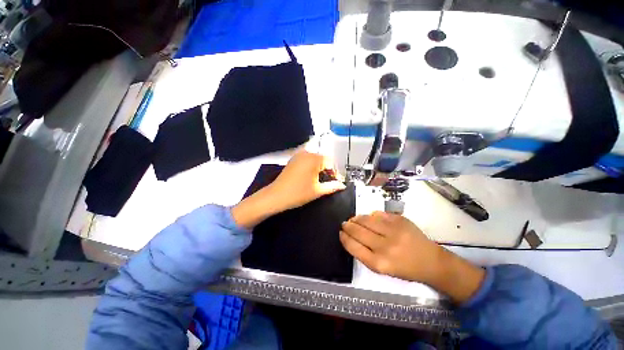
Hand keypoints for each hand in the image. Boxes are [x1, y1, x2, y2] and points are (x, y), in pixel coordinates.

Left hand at [232, 150, 344, 228]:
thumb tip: (342, 185)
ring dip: (320, 168)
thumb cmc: (298, 193)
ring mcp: (299, 155)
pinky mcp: (293, 159)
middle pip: (323, 159)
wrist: (276, 196)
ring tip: (321, 180)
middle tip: (330, 182)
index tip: (337, 182)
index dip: (336, 173)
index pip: (331, 162)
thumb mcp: (318, 191)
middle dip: (328, 170)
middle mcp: (307, 153)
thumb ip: (332, 186)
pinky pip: (307, 160)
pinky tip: (311, 176)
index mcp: (314, 159)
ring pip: (315, 159)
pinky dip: (312, 166)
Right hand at [340, 211, 442, 282]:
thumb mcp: (382, 269)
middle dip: (347, 226)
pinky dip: (370, 215)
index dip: (344, 238)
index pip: (354, 247)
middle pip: (358, 232)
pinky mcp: (400, 220)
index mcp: (379, 263)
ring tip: (353, 219)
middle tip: (344, 224)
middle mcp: (385, 247)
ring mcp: (393, 231)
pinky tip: (368, 217)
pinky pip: (378, 214)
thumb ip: (365, 254)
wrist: (431, 261)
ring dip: (356, 218)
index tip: (340, 233)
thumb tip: (351, 236)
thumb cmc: (405, 268)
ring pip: (366, 220)